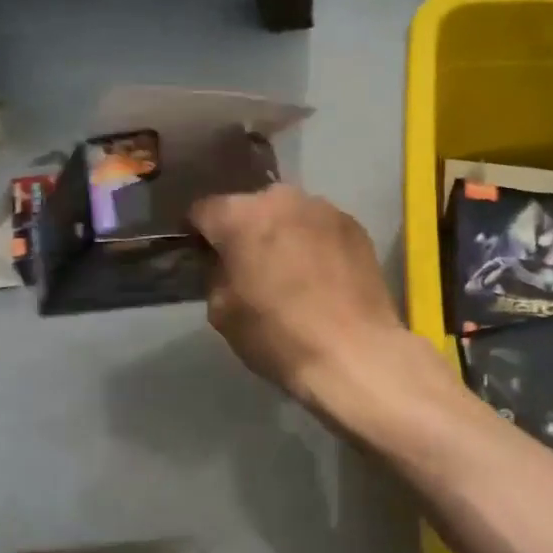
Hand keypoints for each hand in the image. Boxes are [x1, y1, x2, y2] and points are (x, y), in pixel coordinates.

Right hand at [190, 185, 410, 406]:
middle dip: (244, 229)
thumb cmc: (279, 336)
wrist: (355, 353)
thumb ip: (215, 274)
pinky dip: (314, 241)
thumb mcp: (222, 313)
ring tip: (289, 269)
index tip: (200, 254)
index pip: (204, 210)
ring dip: (282, 233)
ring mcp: (324, 208)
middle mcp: (282, 199)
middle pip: (250, 206)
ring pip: (289, 214)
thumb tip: (224, 263)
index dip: (197, 233)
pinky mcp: (355, 225)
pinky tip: (320, 273)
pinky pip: (321, 226)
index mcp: (241, 216)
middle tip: (247, 263)